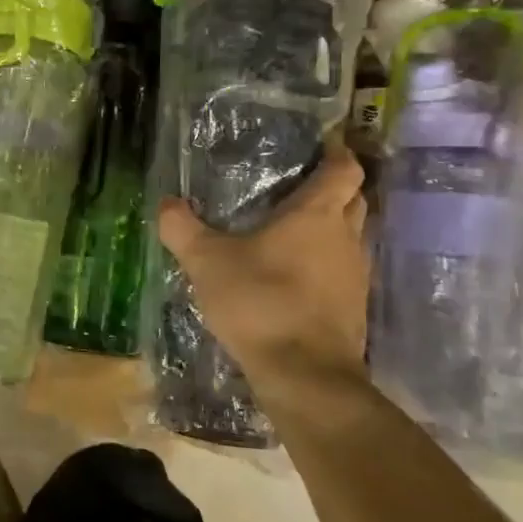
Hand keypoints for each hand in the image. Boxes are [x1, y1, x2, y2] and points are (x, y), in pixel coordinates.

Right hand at [157, 140, 369, 394]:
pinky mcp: (354, 308)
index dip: (338, 154)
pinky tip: (296, 275)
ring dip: (331, 229)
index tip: (321, 146)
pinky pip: (344, 270)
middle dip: (335, 189)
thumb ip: (182, 229)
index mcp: (318, 215)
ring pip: (352, 237)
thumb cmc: (260, 303)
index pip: (346, 170)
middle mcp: (346, 238)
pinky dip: (327, 264)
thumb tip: (166, 202)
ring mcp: (356, 275)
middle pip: (355, 199)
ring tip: (292, 230)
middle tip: (298, 186)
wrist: (304, 375)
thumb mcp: (207, 263)